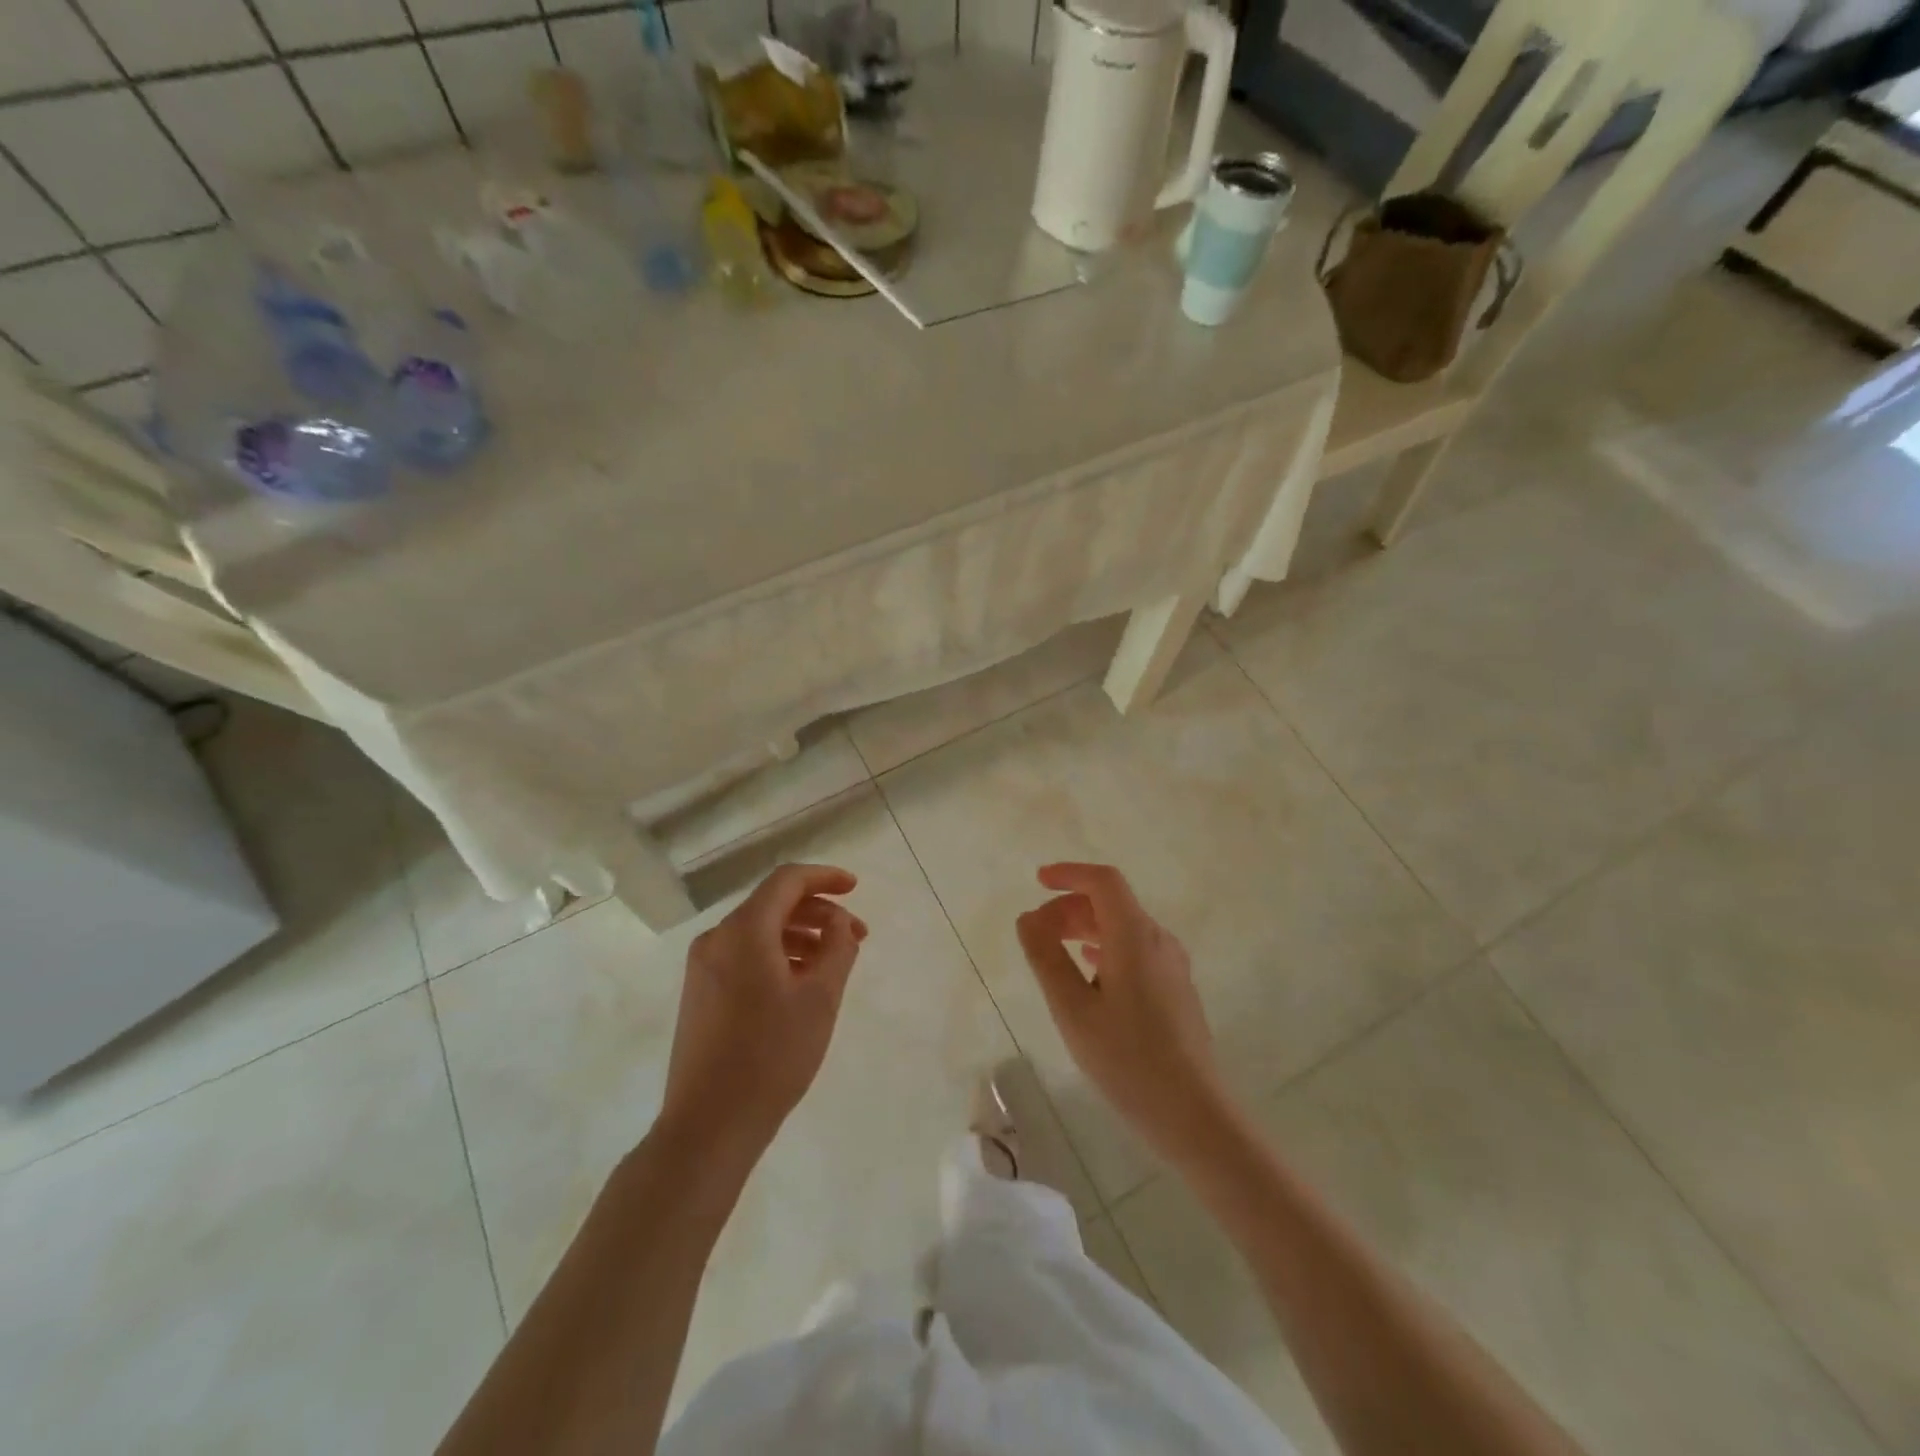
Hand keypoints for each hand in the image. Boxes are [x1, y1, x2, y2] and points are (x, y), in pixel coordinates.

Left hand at [660, 864, 867, 1163]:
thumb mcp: (820, 999)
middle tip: (856, 937)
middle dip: (818, 913)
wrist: (708, 1125)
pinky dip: (777, 955)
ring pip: (759, 931)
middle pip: (773, 904)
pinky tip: (800, 982)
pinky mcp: (700, 993)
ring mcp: (703, 967)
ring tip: (833, 962)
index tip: (856, 888)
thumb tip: (839, 922)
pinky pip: (744, 955)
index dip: (824, 878)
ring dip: (800, 936)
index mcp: (744, 931)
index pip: (787, 881)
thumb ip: (837, 948)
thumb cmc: (771, 1056)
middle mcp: (717, 939)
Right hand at [1016, 862, 1226, 1165]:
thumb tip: (1028, 918)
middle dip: (1070, 907)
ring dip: (1086, 928)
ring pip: (1124, 927)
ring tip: (1054, 950)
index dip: (1070, 873)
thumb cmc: (1127, 1059)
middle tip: (1036, 931)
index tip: (1038, 881)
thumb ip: (1046, 958)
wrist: (1193, 1113)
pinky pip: (1136, 949)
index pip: (1104, 882)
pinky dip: (1105, 947)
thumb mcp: (1073, 1009)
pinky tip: (1089, 971)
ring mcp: (1172, 965)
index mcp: (1135, 936)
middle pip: (1112, 903)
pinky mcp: (1176, 988)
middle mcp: (1159, 940)